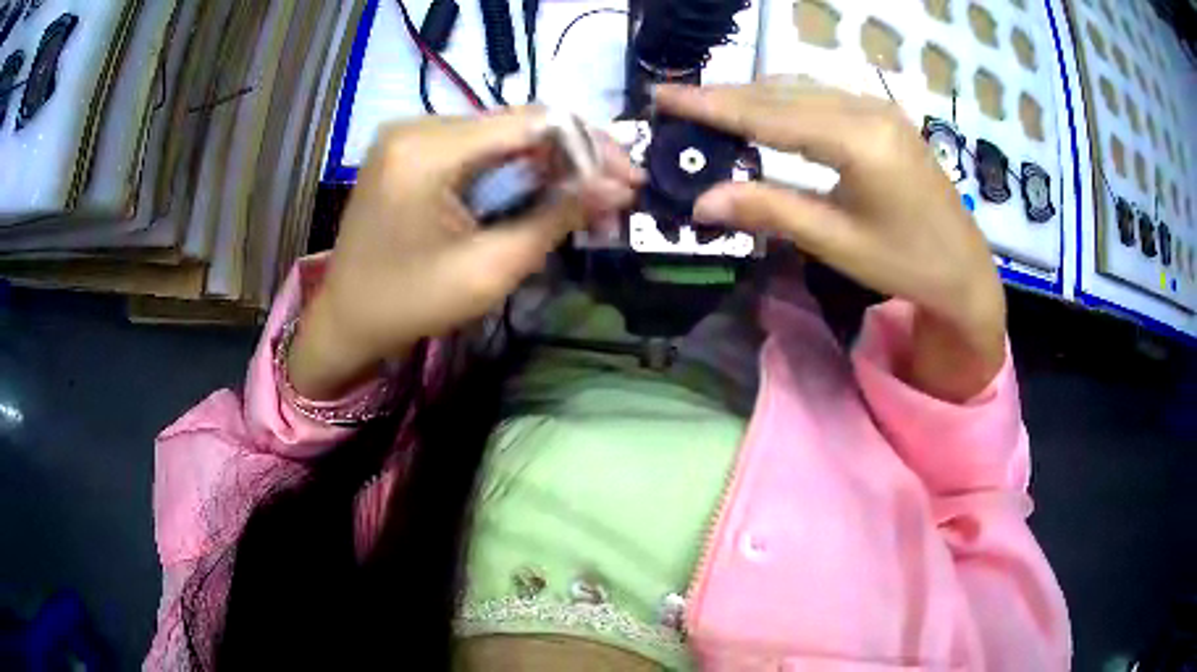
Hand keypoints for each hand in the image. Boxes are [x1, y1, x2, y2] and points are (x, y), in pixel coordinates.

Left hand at [290, 109, 643, 399]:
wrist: (346, 319)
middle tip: (613, 198)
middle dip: (572, 159)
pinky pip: (477, 147)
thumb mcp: (490, 269)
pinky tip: (540, 194)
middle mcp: (416, 125)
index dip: (589, 144)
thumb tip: (618, 187)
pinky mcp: (410, 148)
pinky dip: (514, 170)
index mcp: (426, 150)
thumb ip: (557, 218)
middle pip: (517, 124)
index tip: (629, 178)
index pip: (530, 121)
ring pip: (502, 135)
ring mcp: (409, 134)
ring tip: (585, 202)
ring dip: (547, 166)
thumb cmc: (410, 304)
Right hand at [655, 80, 1005, 401]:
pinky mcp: (884, 115)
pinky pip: (822, 96)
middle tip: (674, 100)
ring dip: (753, 95)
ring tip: (709, 106)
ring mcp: (879, 107)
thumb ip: (770, 210)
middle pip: (781, 93)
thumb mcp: (836, 241)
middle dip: (725, 96)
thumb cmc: (906, 263)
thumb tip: (701, 201)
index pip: (769, 115)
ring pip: (801, 89)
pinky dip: (784, 100)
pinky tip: (764, 111)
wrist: (965, 269)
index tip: (663, 95)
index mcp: (858, 141)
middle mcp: (867, 109)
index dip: (711, 105)